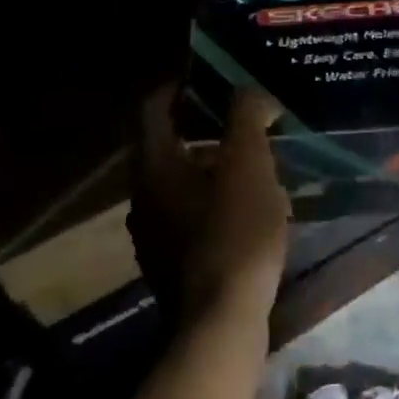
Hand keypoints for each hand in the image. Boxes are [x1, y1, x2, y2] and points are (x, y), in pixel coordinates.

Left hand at [132, 84, 290, 324]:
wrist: (220, 321)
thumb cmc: (234, 233)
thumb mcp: (249, 165)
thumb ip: (246, 118)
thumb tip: (250, 91)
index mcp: (154, 166)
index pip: (152, 108)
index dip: (178, 86)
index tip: (209, 78)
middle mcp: (143, 197)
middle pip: (167, 146)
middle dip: (204, 128)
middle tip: (243, 120)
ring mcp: (154, 234)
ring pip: (180, 184)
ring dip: (213, 167)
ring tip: (255, 164)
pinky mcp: (172, 262)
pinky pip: (191, 215)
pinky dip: (216, 201)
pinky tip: (251, 211)